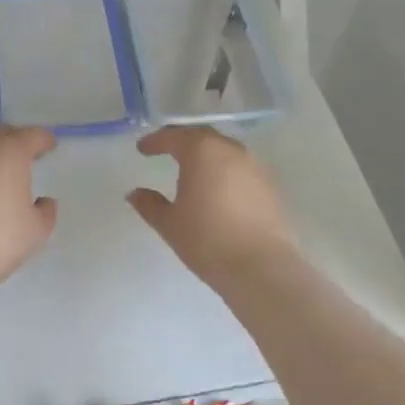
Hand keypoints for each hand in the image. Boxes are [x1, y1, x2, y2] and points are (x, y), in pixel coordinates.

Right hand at [127, 126, 300, 285]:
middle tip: (166, 150)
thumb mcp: (170, 223)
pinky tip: (218, 189)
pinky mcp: (270, 185)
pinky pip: (240, 168)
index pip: (173, 137)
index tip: (142, 149)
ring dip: (206, 155)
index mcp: (202, 151)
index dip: (155, 141)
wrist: (261, 268)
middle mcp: (230, 150)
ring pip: (224, 151)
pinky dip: (225, 171)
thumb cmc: (207, 240)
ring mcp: (254, 166)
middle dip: (182, 141)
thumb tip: (135, 193)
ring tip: (192, 170)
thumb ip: (150, 204)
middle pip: (202, 137)